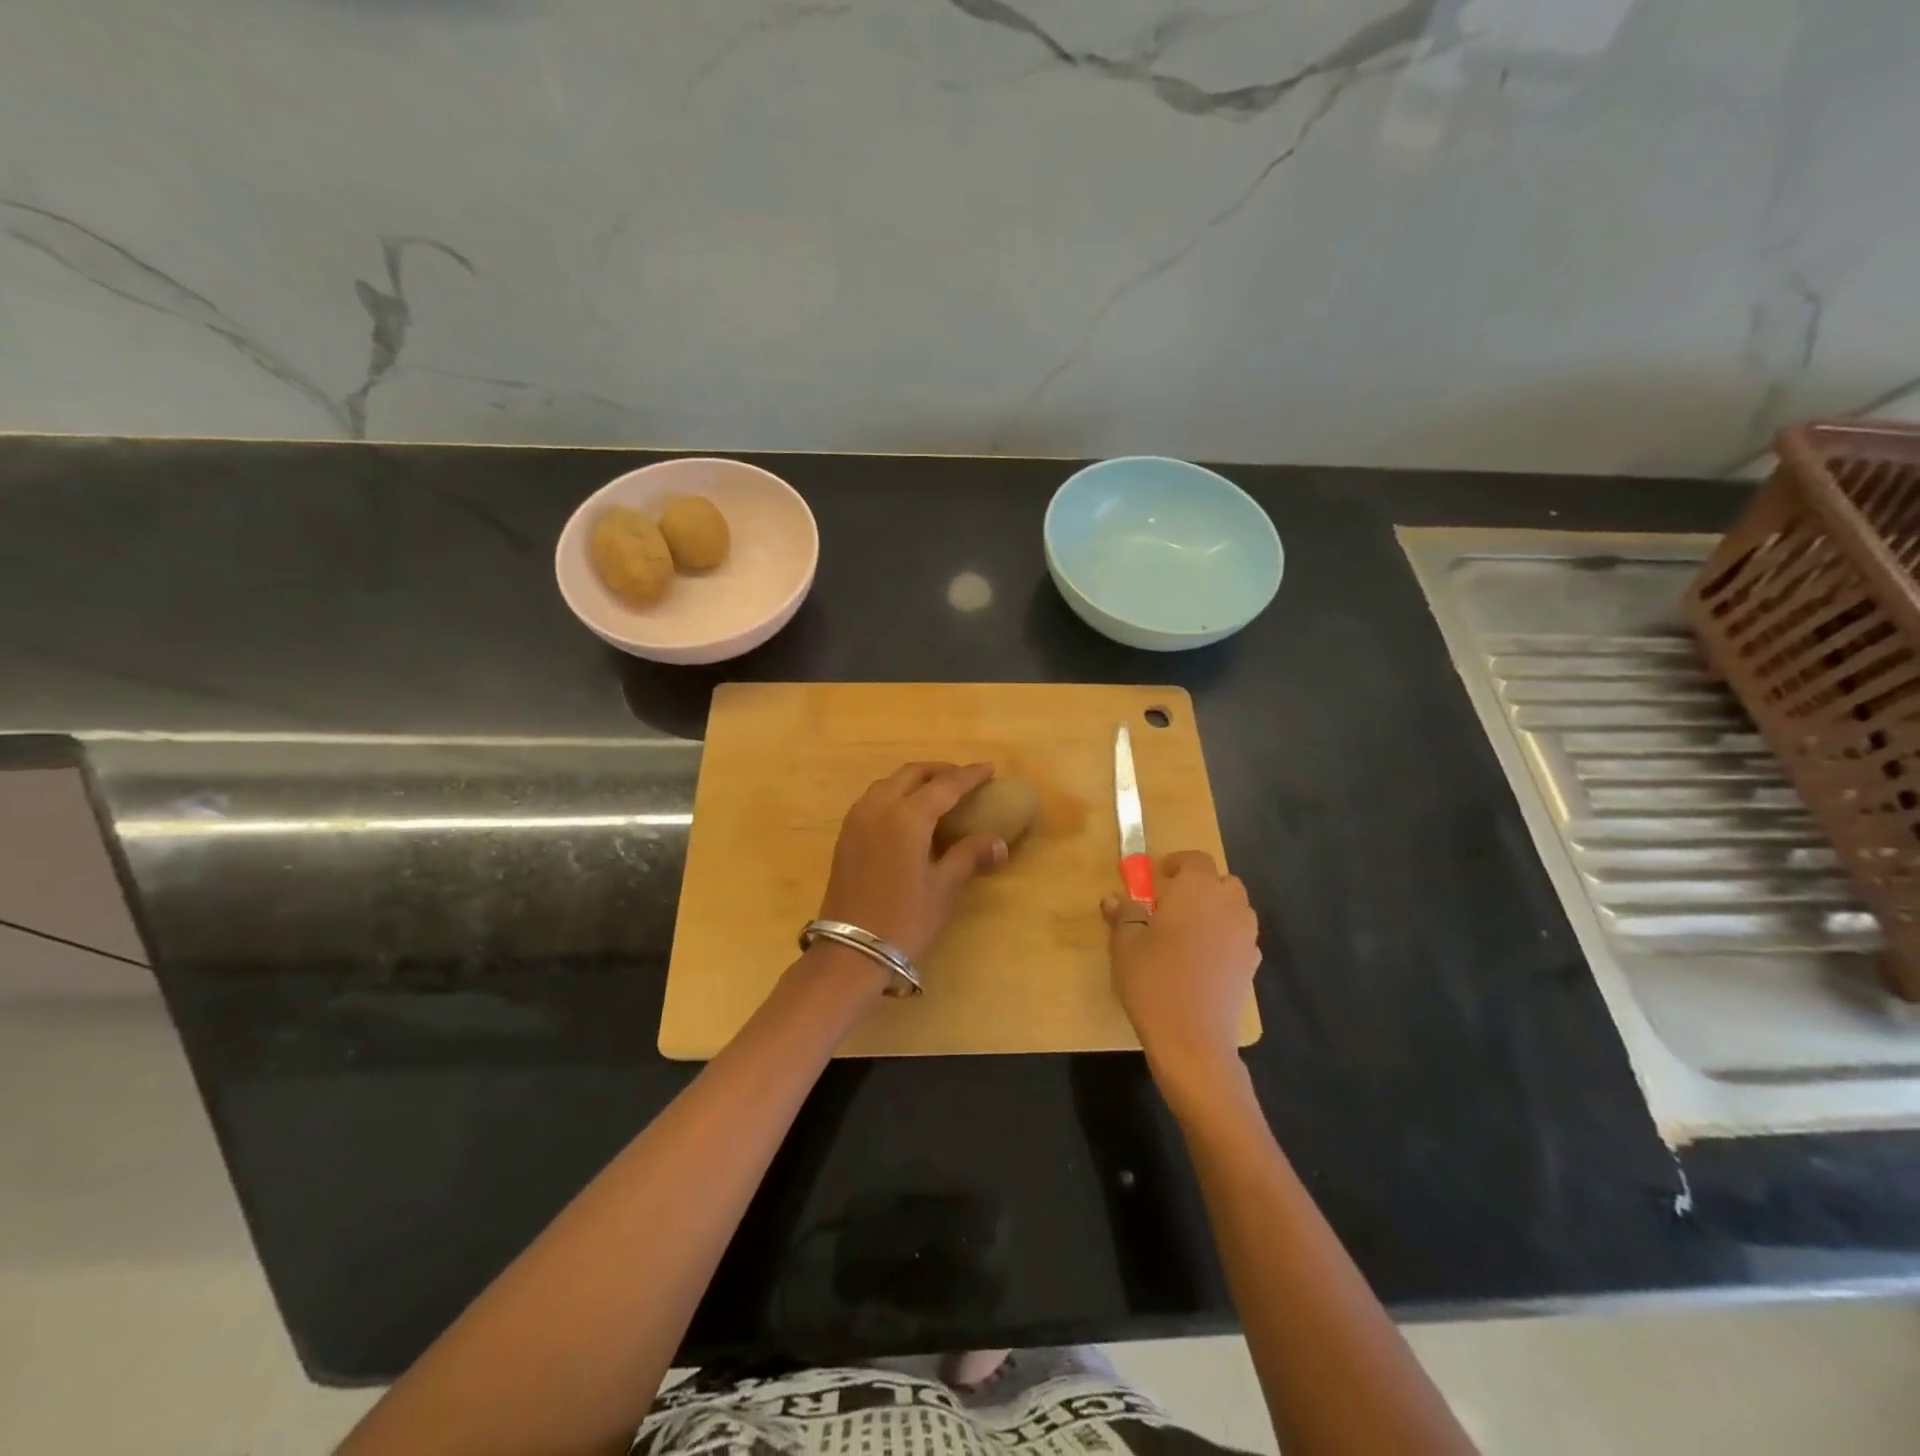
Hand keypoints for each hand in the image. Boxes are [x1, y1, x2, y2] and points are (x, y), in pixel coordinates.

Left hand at [817, 762, 1008, 968]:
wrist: (851, 949)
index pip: (945, 785)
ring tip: (936, 792)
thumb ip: (969, 856)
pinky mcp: (846, 834)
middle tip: (963, 779)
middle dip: (940, 771)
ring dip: (914, 780)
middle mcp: (879, 807)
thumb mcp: (943, 888)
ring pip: (889, 783)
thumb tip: (999, 843)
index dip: (969, 775)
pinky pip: (873, 798)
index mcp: (907, 817)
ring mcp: (858, 819)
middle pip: (912, 774)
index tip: (989, 768)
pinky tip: (906, 813)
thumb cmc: (904, 918)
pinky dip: (895, 793)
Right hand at [1102, 850, 1259, 1097]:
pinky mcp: (1252, 965)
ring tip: (1187, 931)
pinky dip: (1224, 937)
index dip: (1176, 863)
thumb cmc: (1154, 980)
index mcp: (1197, 890)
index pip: (1195, 859)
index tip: (1157, 877)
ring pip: (1234, 908)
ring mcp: (1246, 936)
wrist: (1193, 1039)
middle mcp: (1228, 905)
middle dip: (1199, 886)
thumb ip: (1124, 915)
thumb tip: (1114, 899)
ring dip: (1214, 910)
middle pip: (1221, 881)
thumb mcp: (1126, 944)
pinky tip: (1202, 960)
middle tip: (1171, 903)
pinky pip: (1239, 937)